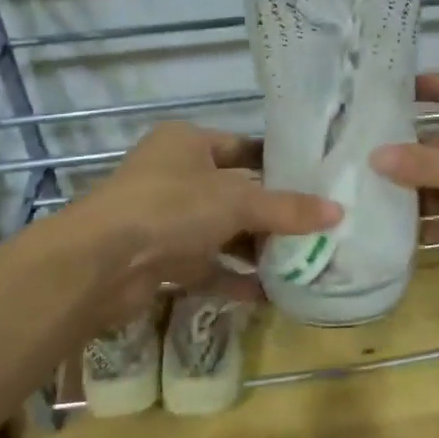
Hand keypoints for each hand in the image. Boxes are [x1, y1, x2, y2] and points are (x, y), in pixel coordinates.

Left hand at [72, 122, 339, 322]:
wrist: (100, 264)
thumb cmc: (171, 208)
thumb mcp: (237, 201)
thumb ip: (287, 208)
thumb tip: (338, 212)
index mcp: (187, 143)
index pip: (242, 147)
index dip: (277, 164)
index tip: (315, 181)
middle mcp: (175, 176)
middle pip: (235, 193)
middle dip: (273, 214)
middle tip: (317, 228)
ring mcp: (165, 220)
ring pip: (222, 232)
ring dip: (256, 249)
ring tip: (302, 262)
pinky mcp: (160, 260)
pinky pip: (207, 266)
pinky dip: (235, 279)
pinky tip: (270, 294)